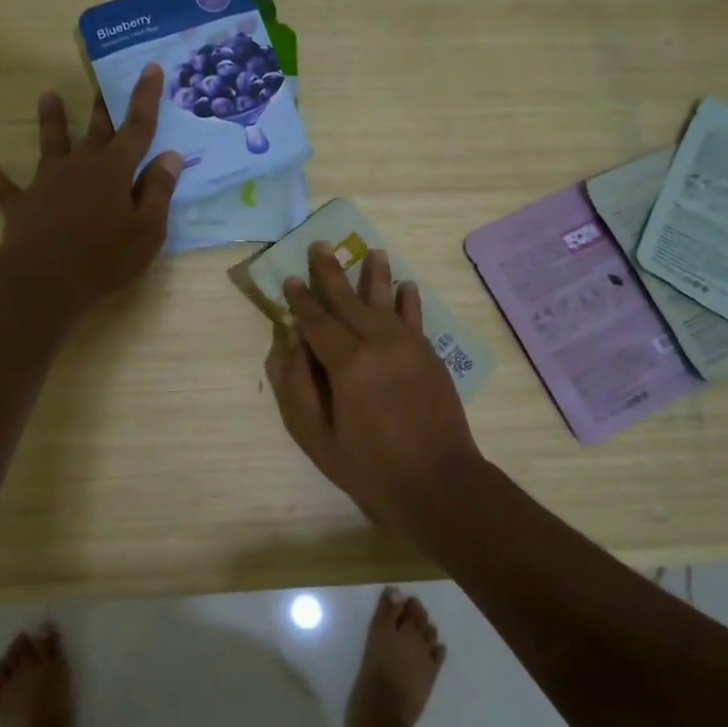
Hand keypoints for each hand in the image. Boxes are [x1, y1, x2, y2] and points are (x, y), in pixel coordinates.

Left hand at [0, 65, 181, 315]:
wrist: (46, 279)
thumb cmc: (105, 257)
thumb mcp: (147, 230)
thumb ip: (159, 192)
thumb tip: (170, 156)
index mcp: (114, 170)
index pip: (137, 128)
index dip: (145, 98)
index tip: (150, 68)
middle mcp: (81, 166)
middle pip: (96, 130)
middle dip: (103, 106)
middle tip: (103, 81)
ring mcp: (48, 182)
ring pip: (51, 144)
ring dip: (51, 120)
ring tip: (46, 95)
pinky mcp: (22, 204)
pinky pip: (4, 187)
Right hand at [264, 242, 483, 531]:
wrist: (438, 481)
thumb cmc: (369, 465)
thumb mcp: (317, 436)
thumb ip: (298, 385)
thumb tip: (292, 342)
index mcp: (348, 363)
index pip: (318, 321)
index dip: (301, 300)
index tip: (289, 279)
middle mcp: (379, 343)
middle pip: (349, 300)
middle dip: (331, 273)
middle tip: (321, 245)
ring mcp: (409, 346)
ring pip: (386, 301)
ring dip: (376, 275)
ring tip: (372, 251)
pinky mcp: (429, 355)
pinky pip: (415, 318)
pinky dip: (408, 300)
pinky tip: (406, 286)